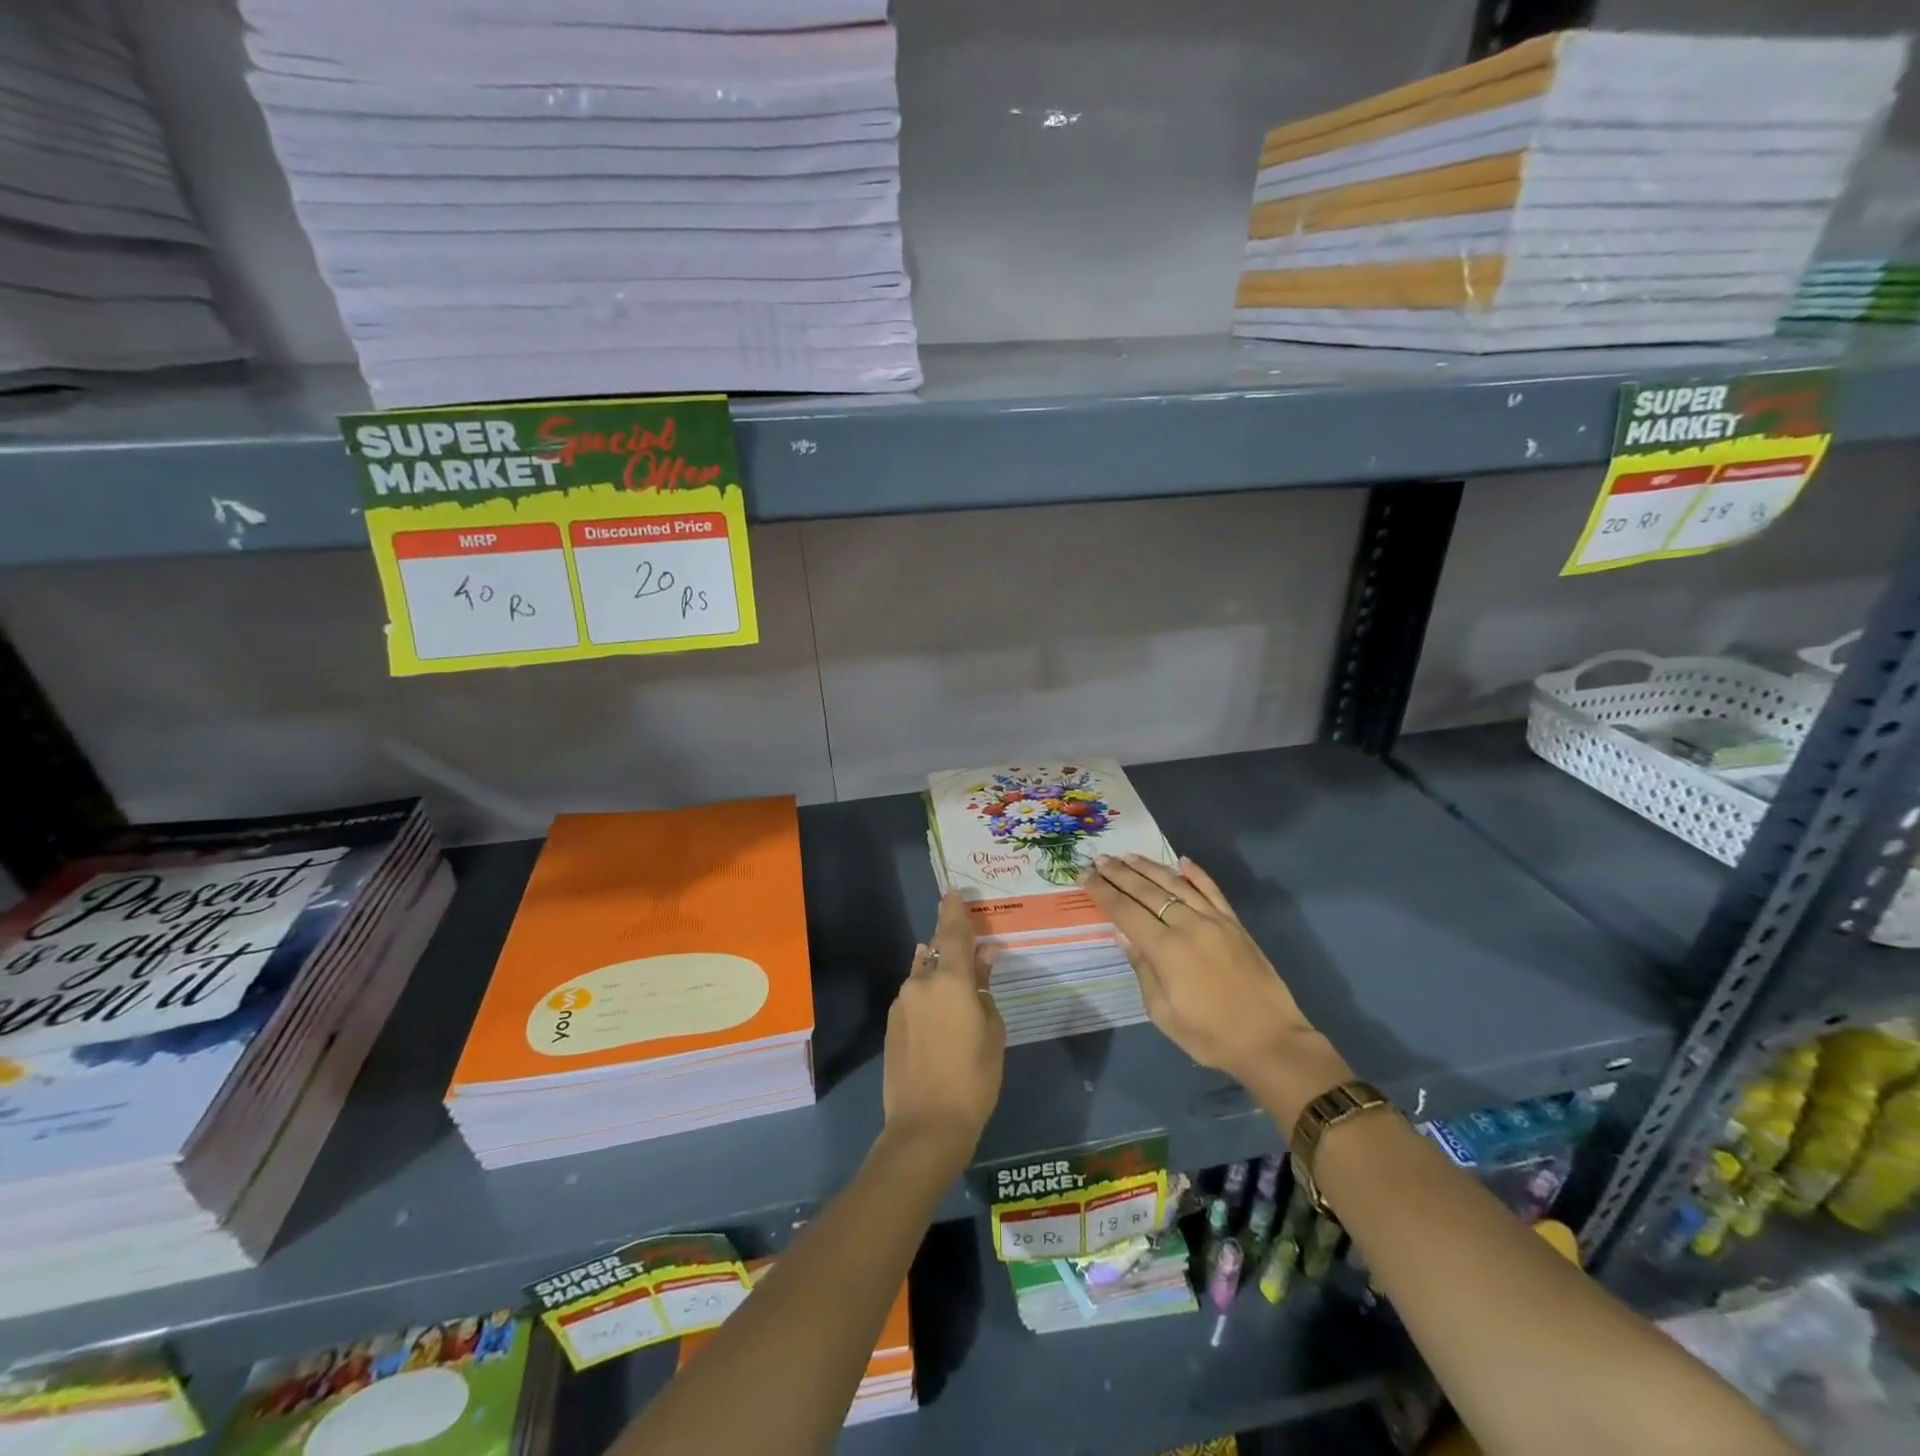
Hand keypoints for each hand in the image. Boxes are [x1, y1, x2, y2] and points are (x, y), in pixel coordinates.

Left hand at [881, 889, 1005, 1166]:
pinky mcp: (892, 1024)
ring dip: (938, 971)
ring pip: (923, 974)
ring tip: (956, 979)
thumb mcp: (991, 1030)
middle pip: (935, 951)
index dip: (954, 910)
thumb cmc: (974, 1078)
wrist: (925, 1126)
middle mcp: (921, 982)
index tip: (952, 891)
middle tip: (967, 945)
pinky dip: (928, 994)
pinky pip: (914, 996)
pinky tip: (940, 1010)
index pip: (952, 932)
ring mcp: (902, 1002)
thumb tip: (982, 959)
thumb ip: (984, 988)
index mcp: (950, 979)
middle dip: (949, 944)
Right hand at [1081, 854, 1348, 1113]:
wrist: (1270, 1041)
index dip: (1103, 893)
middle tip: (1099, 860)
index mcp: (1166, 950)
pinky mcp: (1235, 924)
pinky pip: (1213, 891)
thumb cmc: (1209, 1035)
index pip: (1126, 911)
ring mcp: (1214, 921)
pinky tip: (1183, 861)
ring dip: (1149, 868)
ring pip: (1176, 884)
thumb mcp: (1163, 1013)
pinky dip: (1196, 874)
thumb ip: (1142, 969)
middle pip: (1147, 892)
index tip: (1085, 877)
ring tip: (1128, 856)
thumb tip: (1123, 935)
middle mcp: (1188, 925)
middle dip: (1120, 874)